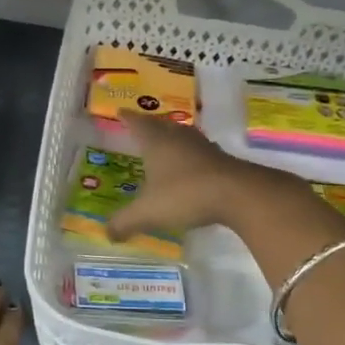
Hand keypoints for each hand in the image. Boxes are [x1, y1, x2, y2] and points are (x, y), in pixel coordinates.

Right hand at [106, 114, 303, 240]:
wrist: (238, 194)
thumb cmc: (185, 195)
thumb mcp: (148, 213)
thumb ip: (125, 222)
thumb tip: (107, 233)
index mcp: (157, 142)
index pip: (138, 123)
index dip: (127, 118)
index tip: (120, 111)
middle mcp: (179, 137)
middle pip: (162, 125)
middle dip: (151, 125)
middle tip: (142, 127)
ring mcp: (204, 147)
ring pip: (183, 136)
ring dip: (173, 138)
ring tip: (166, 145)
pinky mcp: (222, 160)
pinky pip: (200, 152)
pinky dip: (191, 156)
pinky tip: (191, 167)